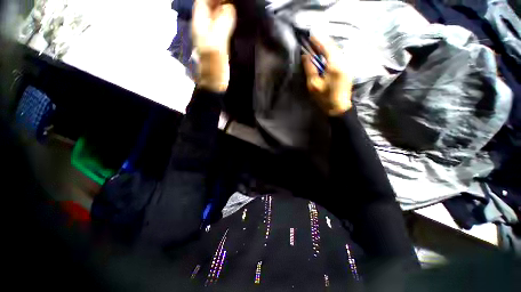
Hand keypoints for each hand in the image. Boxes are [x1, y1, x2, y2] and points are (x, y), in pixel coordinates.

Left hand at [192, 0, 236, 91]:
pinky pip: (225, 25)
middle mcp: (205, 26)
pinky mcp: (221, 42)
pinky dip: (231, 20)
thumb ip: (222, 23)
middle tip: (237, 2)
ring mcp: (213, 34)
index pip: (203, 1)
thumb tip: (230, 7)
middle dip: (222, 1)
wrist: (215, 83)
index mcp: (200, 24)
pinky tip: (239, 19)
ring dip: (227, 9)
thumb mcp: (216, 43)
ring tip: (239, 7)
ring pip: (219, 15)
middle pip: (211, 5)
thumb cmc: (214, 66)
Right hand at [302, 35, 351, 115]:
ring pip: (336, 51)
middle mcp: (343, 62)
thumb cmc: (325, 98)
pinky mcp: (347, 69)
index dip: (318, 40)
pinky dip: (331, 53)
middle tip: (313, 39)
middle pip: (333, 47)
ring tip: (317, 45)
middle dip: (323, 42)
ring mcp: (346, 65)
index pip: (326, 47)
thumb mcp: (314, 85)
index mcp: (334, 65)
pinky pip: (338, 56)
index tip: (311, 35)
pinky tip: (325, 54)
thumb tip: (306, 56)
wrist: (339, 108)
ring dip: (327, 47)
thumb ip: (310, 69)